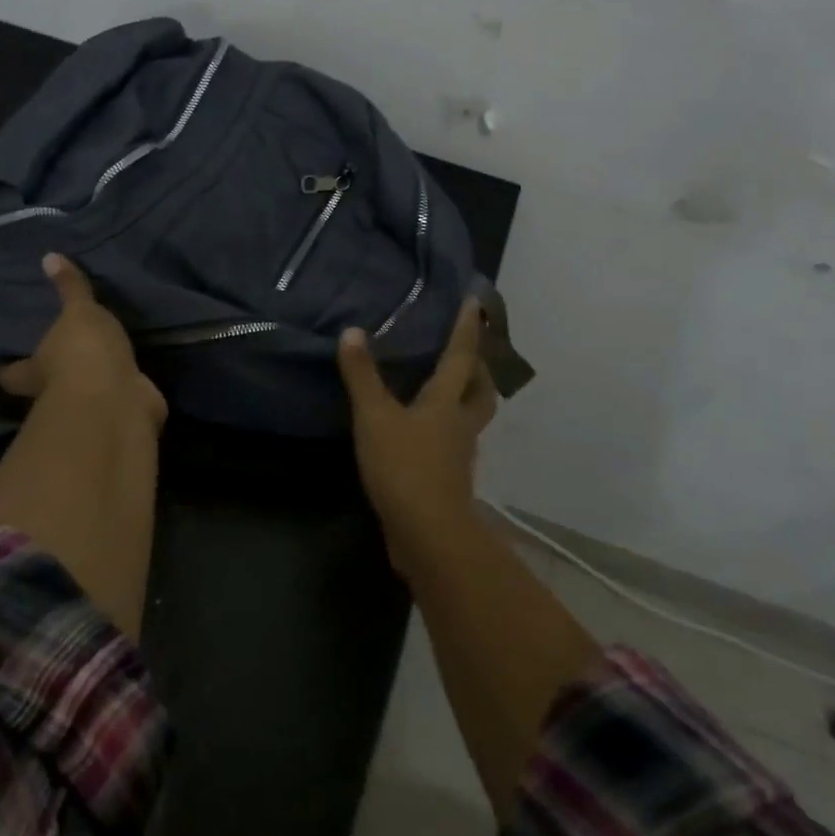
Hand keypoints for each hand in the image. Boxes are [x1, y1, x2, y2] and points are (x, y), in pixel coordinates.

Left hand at [0, 254, 166, 428]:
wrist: (117, 399)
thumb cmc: (83, 353)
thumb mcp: (78, 312)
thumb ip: (70, 288)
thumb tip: (49, 256)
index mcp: (35, 369)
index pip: (11, 372)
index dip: (6, 367)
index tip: (0, 361)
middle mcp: (55, 392)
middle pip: (44, 383)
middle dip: (49, 372)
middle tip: (55, 349)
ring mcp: (88, 404)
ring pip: (82, 390)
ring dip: (89, 377)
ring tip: (100, 354)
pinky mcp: (118, 409)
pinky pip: (118, 393)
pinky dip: (122, 385)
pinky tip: (130, 370)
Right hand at [337, 299, 496, 568]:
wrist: (426, 534)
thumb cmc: (404, 467)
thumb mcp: (375, 417)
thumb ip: (362, 375)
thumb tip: (353, 331)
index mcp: (447, 402)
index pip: (461, 356)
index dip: (467, 328)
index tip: (476, 301)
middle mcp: (460, 424)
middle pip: (481, 390)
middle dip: (479, 369)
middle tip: (468, 352)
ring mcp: (458, 455)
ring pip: (470, 418)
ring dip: (465, 399)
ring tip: (444, 387)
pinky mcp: (448, 480)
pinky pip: (453, 444)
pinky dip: (444, 430)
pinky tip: (422, 432)